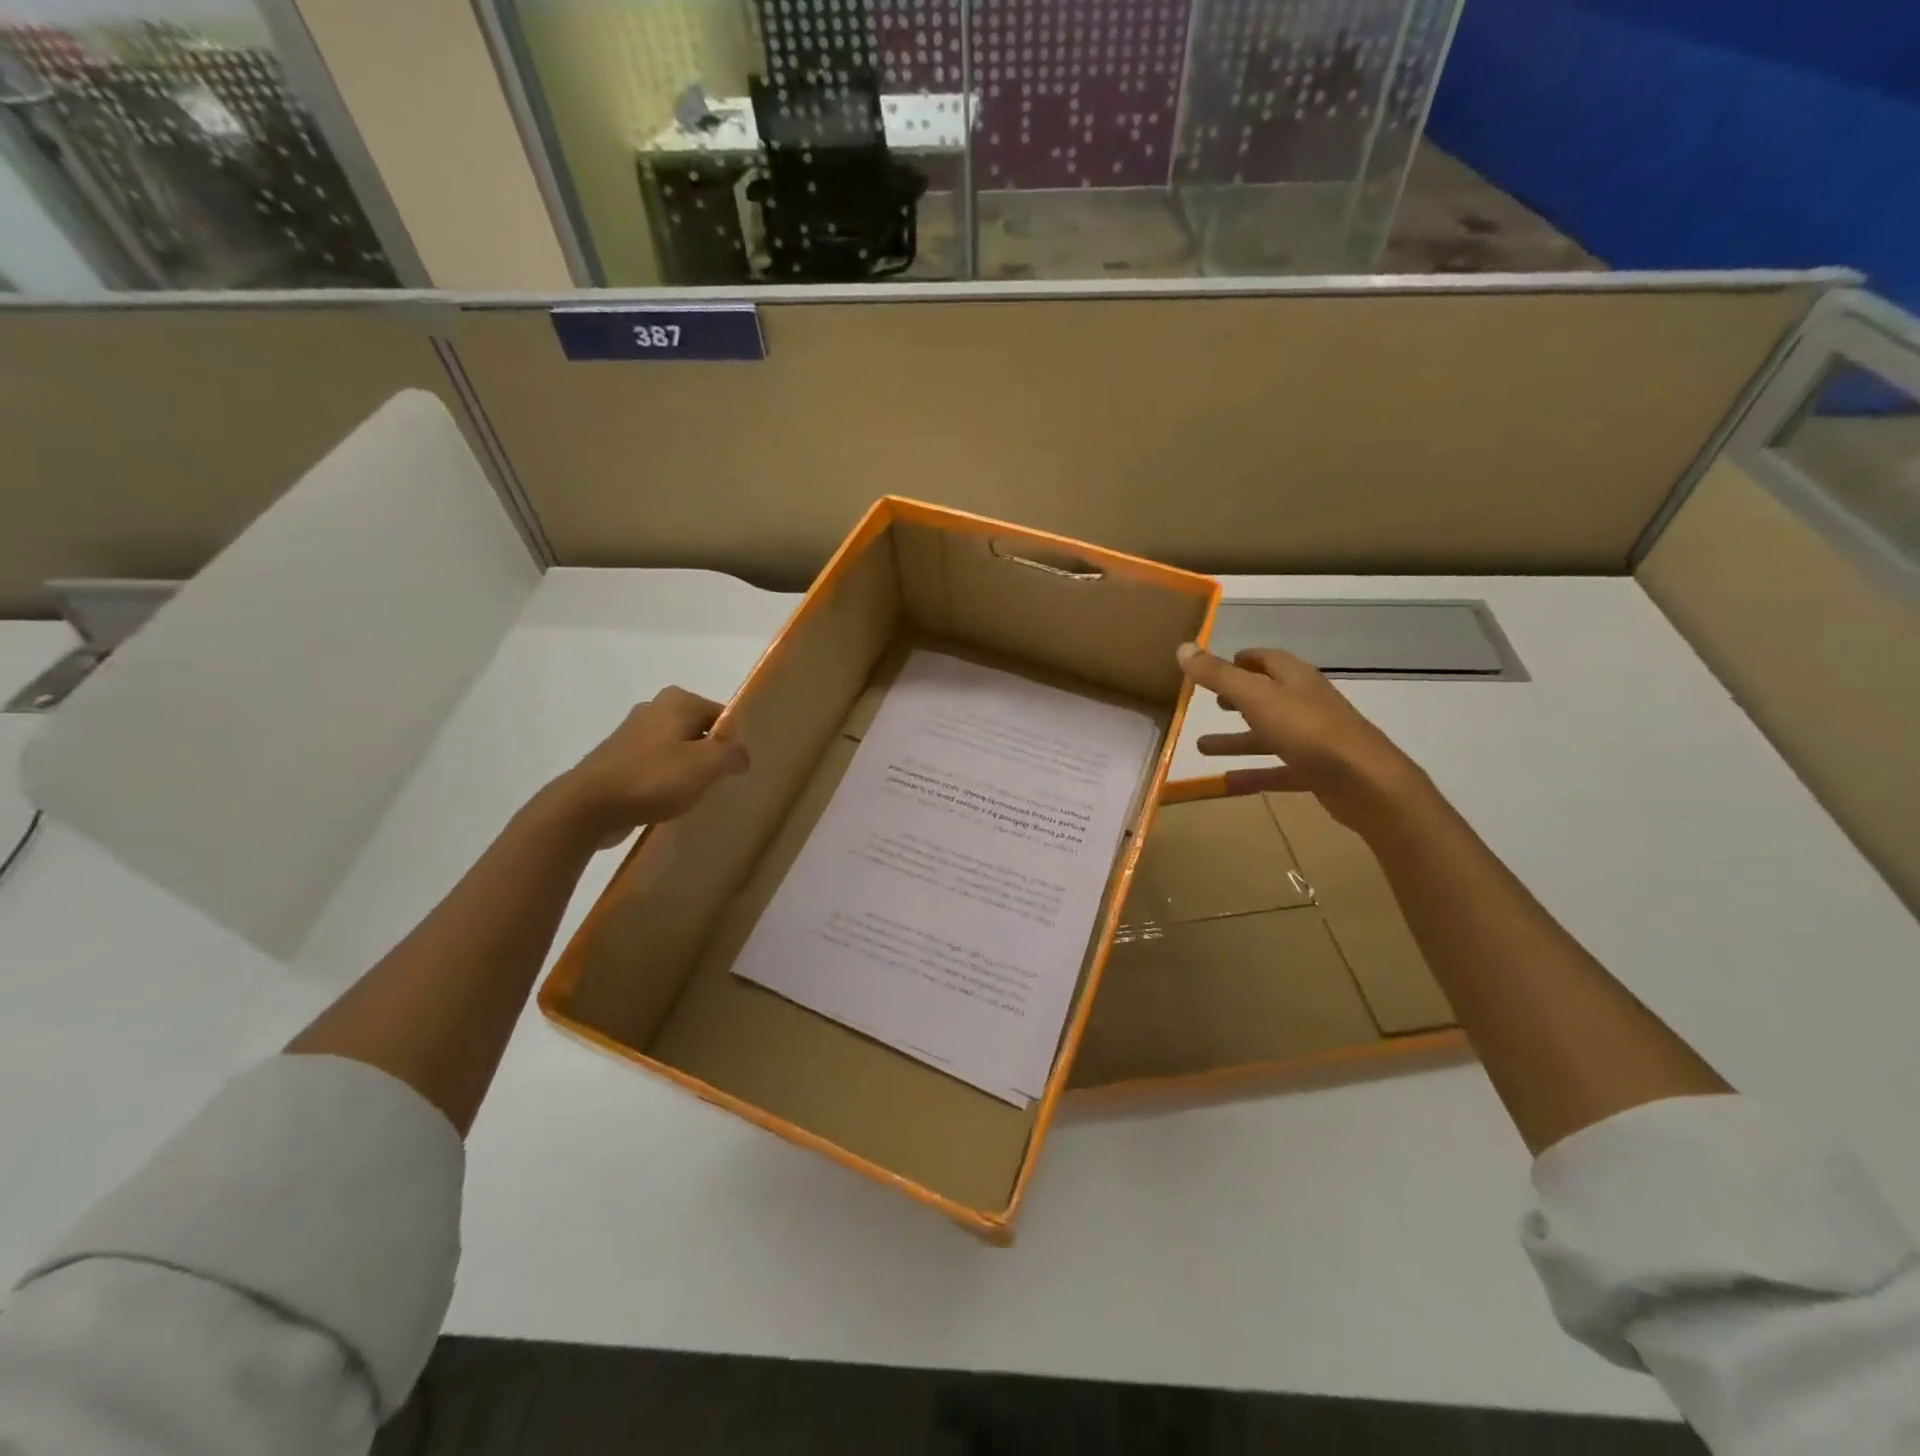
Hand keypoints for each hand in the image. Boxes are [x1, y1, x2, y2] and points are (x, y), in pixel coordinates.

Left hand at [555, 686, 749, 845]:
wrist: (587, 806)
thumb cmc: (653, 779)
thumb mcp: (707, 765)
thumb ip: (732, 754)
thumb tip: (742, 755)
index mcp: (678, 701)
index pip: (723, 716)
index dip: (734, 742)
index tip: (736, 769)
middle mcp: (654, 708)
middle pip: (699, 731)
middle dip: (710, 755)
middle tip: (719, 783)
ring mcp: (632, 733)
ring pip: (677, 749)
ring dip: (687, 769)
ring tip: (694, 796)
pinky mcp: (618, 758)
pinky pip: (655, 765)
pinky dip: (665, 780)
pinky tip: (667, 801)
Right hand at [1178, 643, 1428, 832]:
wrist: (1365, 782)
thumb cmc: (1308, 730)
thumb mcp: (1256, 697)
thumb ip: (1218, 675)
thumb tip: (1182, 647)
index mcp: (1295, 679)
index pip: (1267, 660)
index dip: (1243, 660)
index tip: (1218, 664)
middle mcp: (1306, 704)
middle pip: (1268, 696)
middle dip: (1239, 699)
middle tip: (1211, 703)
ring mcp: (1314, 739)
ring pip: (1268, 736)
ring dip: (1237, 740)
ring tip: (1202, 747)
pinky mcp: (1317, 772)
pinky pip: (1278, 770)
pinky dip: (1254, 774)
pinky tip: (1228, 782)